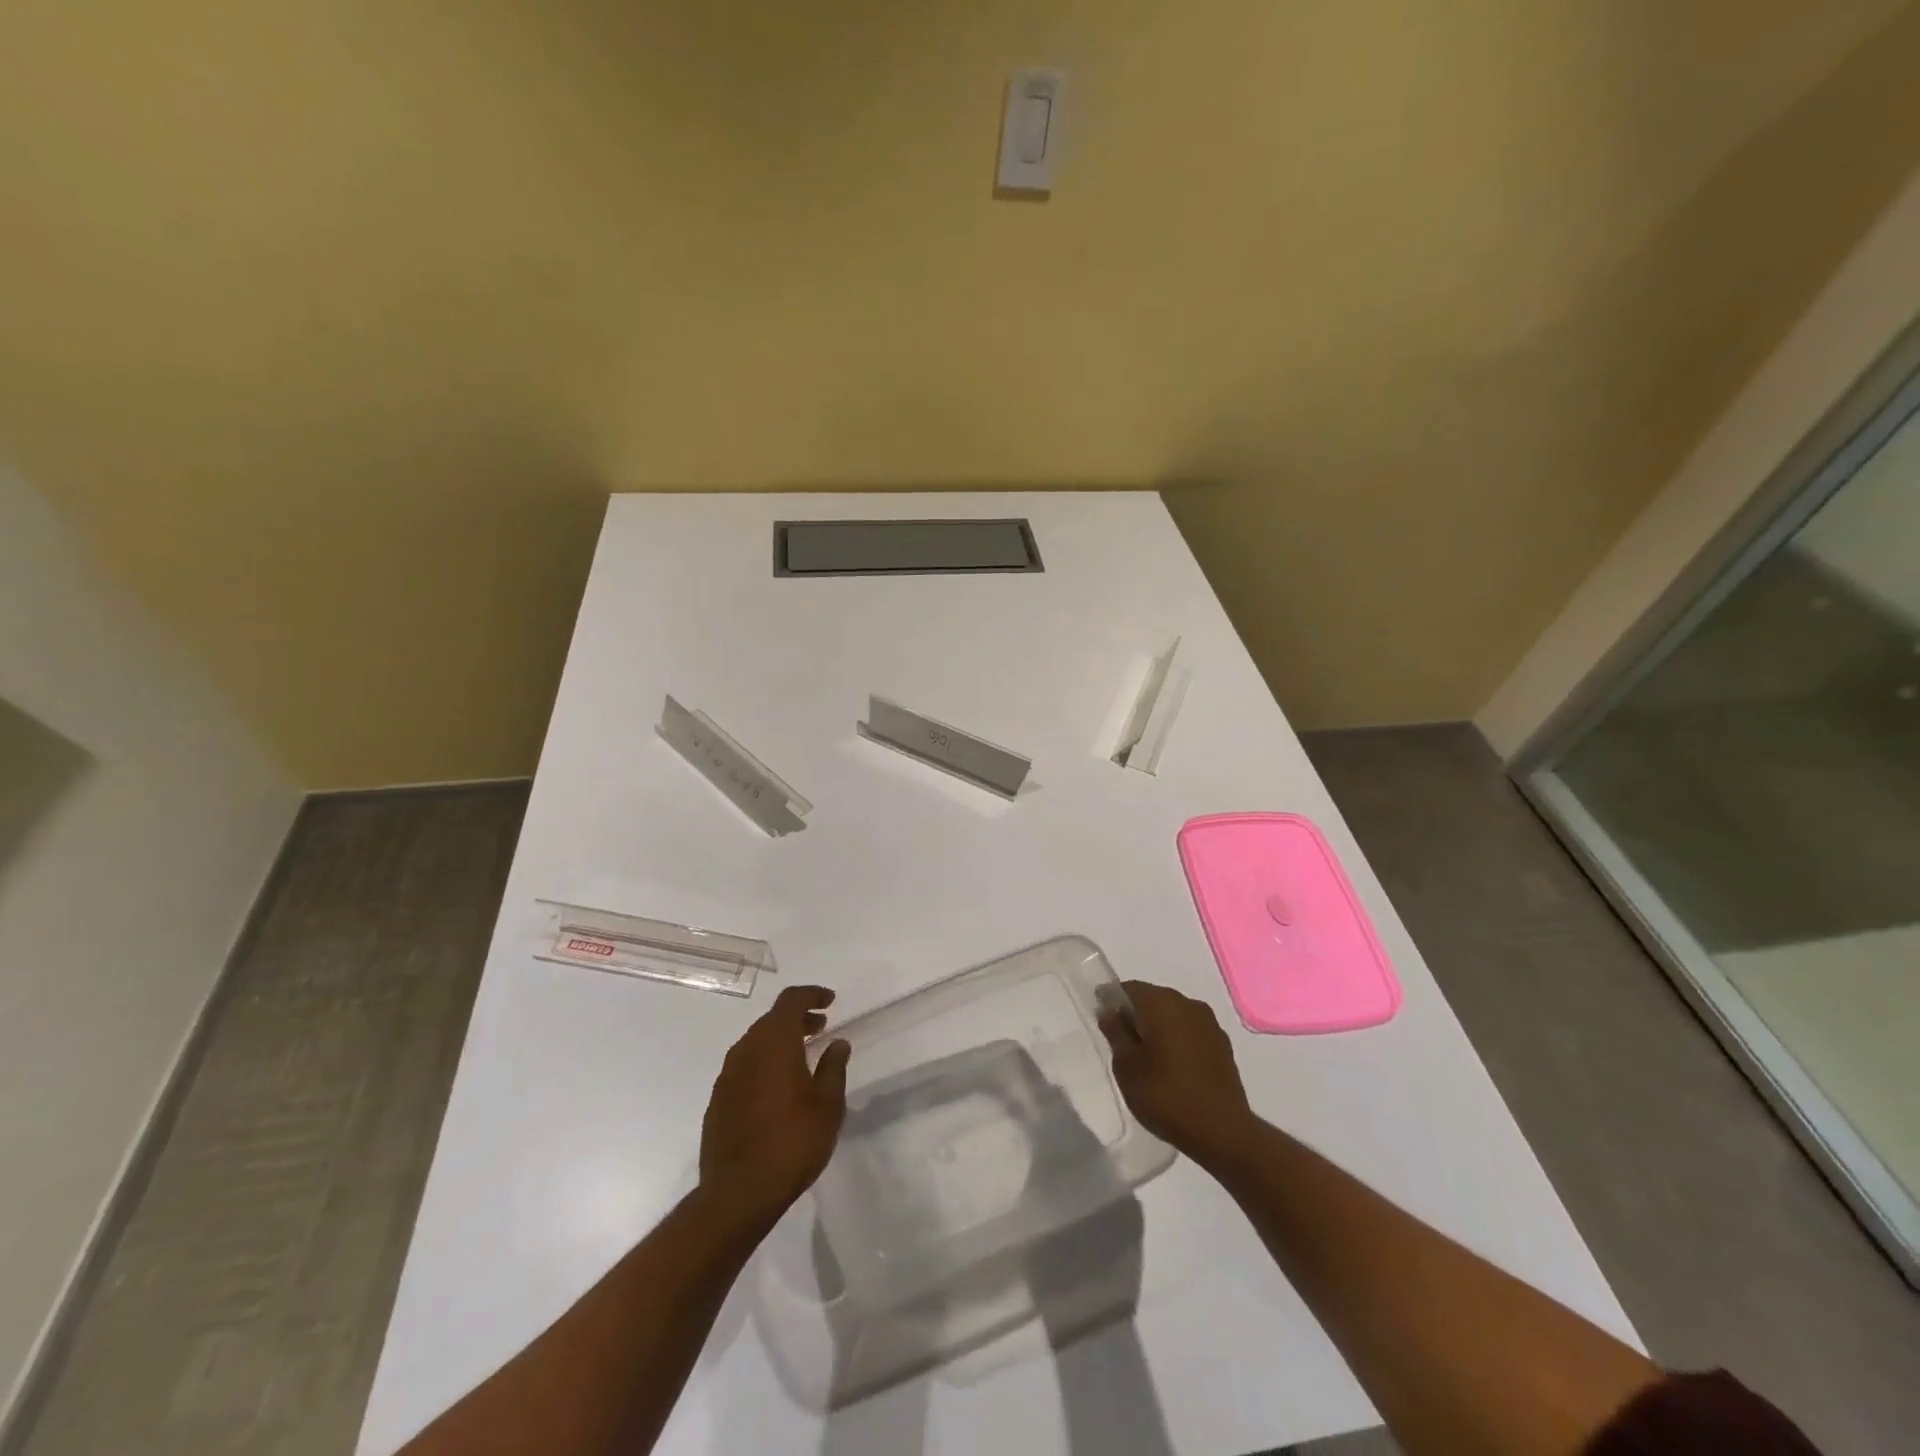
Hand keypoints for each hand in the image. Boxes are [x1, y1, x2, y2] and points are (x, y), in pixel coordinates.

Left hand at [699, 985, 850, 1226]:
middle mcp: (746, 1050)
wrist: (738, 1194)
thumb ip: (833, 1067)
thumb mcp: (827, 1105)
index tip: (830, 1001)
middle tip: (821, 1027)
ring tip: (803, 1056)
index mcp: (774, 1043)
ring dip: (780, 1041)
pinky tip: (778, 1086)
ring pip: (756, 1042)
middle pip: (771, 1020)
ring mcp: (727, 1076)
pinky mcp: (718, 1100)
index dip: (811, 994)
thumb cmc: (792, 1143)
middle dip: (797, 1018)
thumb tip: (838, 1043)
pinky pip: (744, 1066)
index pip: (791, 1001)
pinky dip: (764, 1063)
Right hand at [1099, 980, 1255, 1166]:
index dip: (1112, 1001)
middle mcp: (1187, 1003)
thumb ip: (1116, 1033)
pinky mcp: (1222, 1044)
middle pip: (1153, 998)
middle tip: (1121, 1042)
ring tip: (1146, 1057)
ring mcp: (1209, 1023)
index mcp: (1161, 1003)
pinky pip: (1191, 1030)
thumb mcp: (1127, 1068)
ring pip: (1174, 1014)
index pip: (1129, 989)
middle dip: (1136, 1015)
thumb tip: (1109, 1011)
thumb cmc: (1166, 1097)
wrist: (1222, 1132)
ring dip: (1158, 1027)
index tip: (1102, 1021)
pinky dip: (1177, 1039)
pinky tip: (1172, 1065)